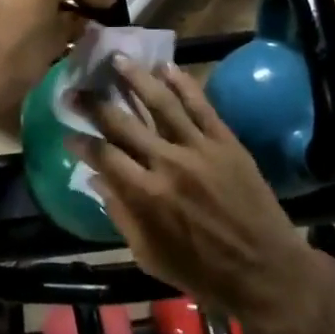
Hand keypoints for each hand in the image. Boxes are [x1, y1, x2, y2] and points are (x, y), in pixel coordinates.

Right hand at [72, 61, 334, 333]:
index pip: (104, 156)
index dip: (82, 141)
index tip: (68, 132)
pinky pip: (201, 105)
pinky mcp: (226, 141)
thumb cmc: (202, 273)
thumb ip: (121, 215)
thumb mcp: (149, 256)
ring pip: (161, 103)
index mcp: (146, 196)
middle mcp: (168, 164)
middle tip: (77, 88)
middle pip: (124, 123)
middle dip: (95, 104)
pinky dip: (183, 84)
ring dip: (136, 79)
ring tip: (118, 60)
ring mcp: (199, 148)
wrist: (266, 271)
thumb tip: (97, 180)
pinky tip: (167, 68)